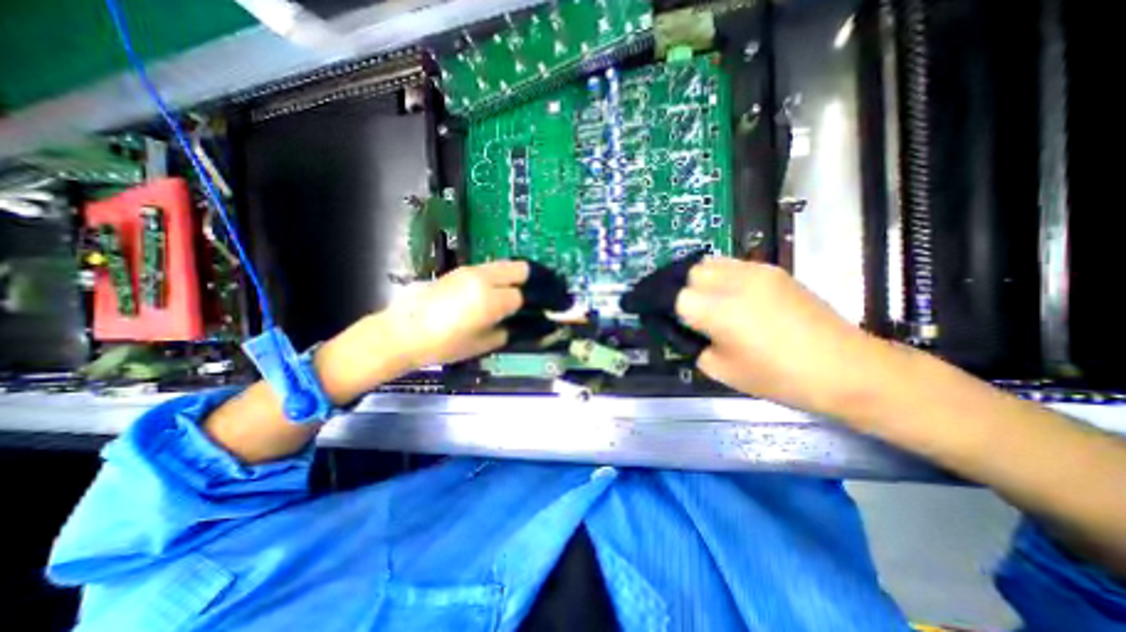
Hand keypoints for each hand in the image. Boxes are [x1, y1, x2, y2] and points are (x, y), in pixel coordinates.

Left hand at [382, 261, 533, 369]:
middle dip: (535, 279)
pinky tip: (499, 289)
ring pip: (506, 264)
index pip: (525, 295)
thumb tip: (529, 325)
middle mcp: (484, 278)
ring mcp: (471, 271)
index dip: (539, 302)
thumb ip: (510, 331)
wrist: (404, 332)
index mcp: (491, 300)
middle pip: (521, 268)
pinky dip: (502, 276)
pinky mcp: (461, 270)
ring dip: (518, 276)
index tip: (548, 307)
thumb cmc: (445, 344)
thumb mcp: (483, 343)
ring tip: (521, 291)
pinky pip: (491, 268)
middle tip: (539, 294)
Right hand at [672, 256, 883, 413]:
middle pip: (688, 272)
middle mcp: (732, 283)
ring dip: (698, 279)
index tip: (654, 313)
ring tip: (703, 299)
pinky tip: (728, 295)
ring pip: (709, 263)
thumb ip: (693, 345)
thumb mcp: (721, 370)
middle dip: (678, 289)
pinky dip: (720, 276)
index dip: (660, 305)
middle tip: (682, 310)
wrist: (845, 368)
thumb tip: (683, 329)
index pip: (673, 296)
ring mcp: (755, 271)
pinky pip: (732, 264)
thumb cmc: (779, 377)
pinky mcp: (773, 270)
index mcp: (717, 311)